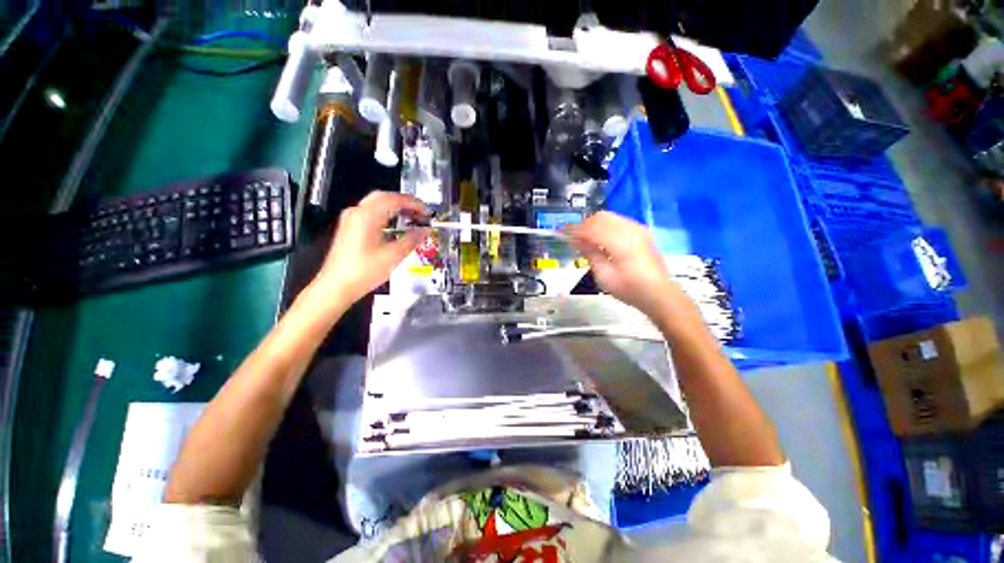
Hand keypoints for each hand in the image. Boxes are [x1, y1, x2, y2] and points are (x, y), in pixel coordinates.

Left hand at [311, 191, 428, 306]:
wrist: (337, 287)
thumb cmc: (361, 272)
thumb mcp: (393, 256)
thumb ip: (411, 240)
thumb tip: (424, 231)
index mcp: (366, 216)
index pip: (393, 199)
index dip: (413, 203)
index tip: (426, 210)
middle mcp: (356, 214)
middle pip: (384, 197)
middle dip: (404, 202)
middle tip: (420, 212)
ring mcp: (351, 220)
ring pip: (377, 204)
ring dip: (396, 208)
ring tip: (412, 218)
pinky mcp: (350, 228)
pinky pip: (371, 213)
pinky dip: (387, 215)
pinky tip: (396, 227)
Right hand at [565, 211, 684, 321]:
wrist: (658, 293)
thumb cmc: (629, 289)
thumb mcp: (604, 275)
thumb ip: (590, 254)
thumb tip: (576, 240)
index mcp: (620, 242)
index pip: (591, 228)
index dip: (574, 230)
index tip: (561, 233)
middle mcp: (630, 230)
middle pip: (600, 217)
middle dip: (584, 224)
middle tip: (572, 236)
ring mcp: (638, 229)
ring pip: (610, 217)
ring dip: (594, 224)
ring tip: (584, 238)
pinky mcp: (641, 232)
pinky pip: (618, 221)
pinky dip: (605, 226)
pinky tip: (600, 238)